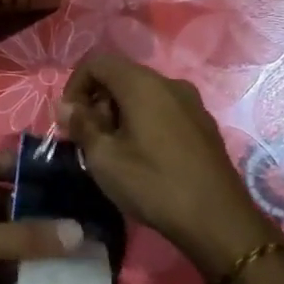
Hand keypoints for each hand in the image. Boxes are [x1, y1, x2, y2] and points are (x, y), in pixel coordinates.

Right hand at [57, 52, 281, 276]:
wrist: (218, 221)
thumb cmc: (153, 184)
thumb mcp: (104, 158)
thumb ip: (81, 125)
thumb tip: (65, 107)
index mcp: (143, 84)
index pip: (97, 62)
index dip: (75, 85)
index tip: (69, 119)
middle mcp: (169, 83)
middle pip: (121, 76)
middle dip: (97, 101)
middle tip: (89, 138)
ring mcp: (192, 103)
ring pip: (143, 94)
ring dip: (119, 113)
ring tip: (113, 151)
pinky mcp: (204, 125)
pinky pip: (164, 110)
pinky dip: (143, 122)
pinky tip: (143, 157)